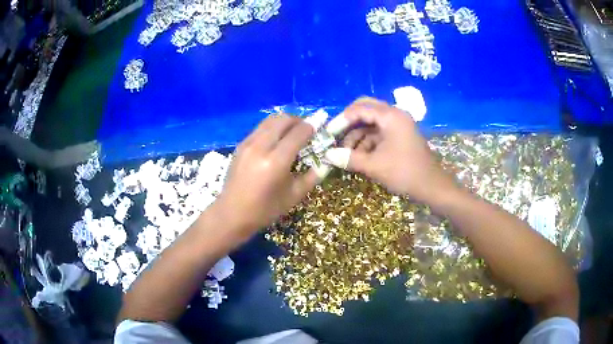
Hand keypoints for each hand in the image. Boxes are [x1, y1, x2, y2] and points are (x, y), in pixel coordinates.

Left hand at [211, 114, 320, 236]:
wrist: (232, 214)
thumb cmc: (265, 209)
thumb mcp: (294, 196)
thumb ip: (313, 175)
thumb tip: (326, 160)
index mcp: (276, 161)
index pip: (298, 133)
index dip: (313, 126)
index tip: (321, 126)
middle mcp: (260, 146)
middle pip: (283, 119)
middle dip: (299, 121)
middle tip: (307, 130)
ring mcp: (247, 143)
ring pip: (270, 120)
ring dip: (285, 122)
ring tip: (293, 133)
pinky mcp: (240, 145)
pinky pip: (260, 128)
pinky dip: (273, 128)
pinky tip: (277, 140)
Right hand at [328, 97, 456, 202]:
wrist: (431, 186)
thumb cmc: (405, 173)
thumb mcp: (374, 166)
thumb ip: (349, 158)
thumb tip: (327, 155)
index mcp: (391, 116)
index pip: (360, 108)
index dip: (342, 120)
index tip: (329, 133)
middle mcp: (395, 115)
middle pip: (366, 109)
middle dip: (349, 123)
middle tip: (336, 135)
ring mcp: (398, 125)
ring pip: (371, 122)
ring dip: (357, 135)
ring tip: (347, 153)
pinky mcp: (399, 135)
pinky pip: (379, 132)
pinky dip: (367, 142)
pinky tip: (359, 156)